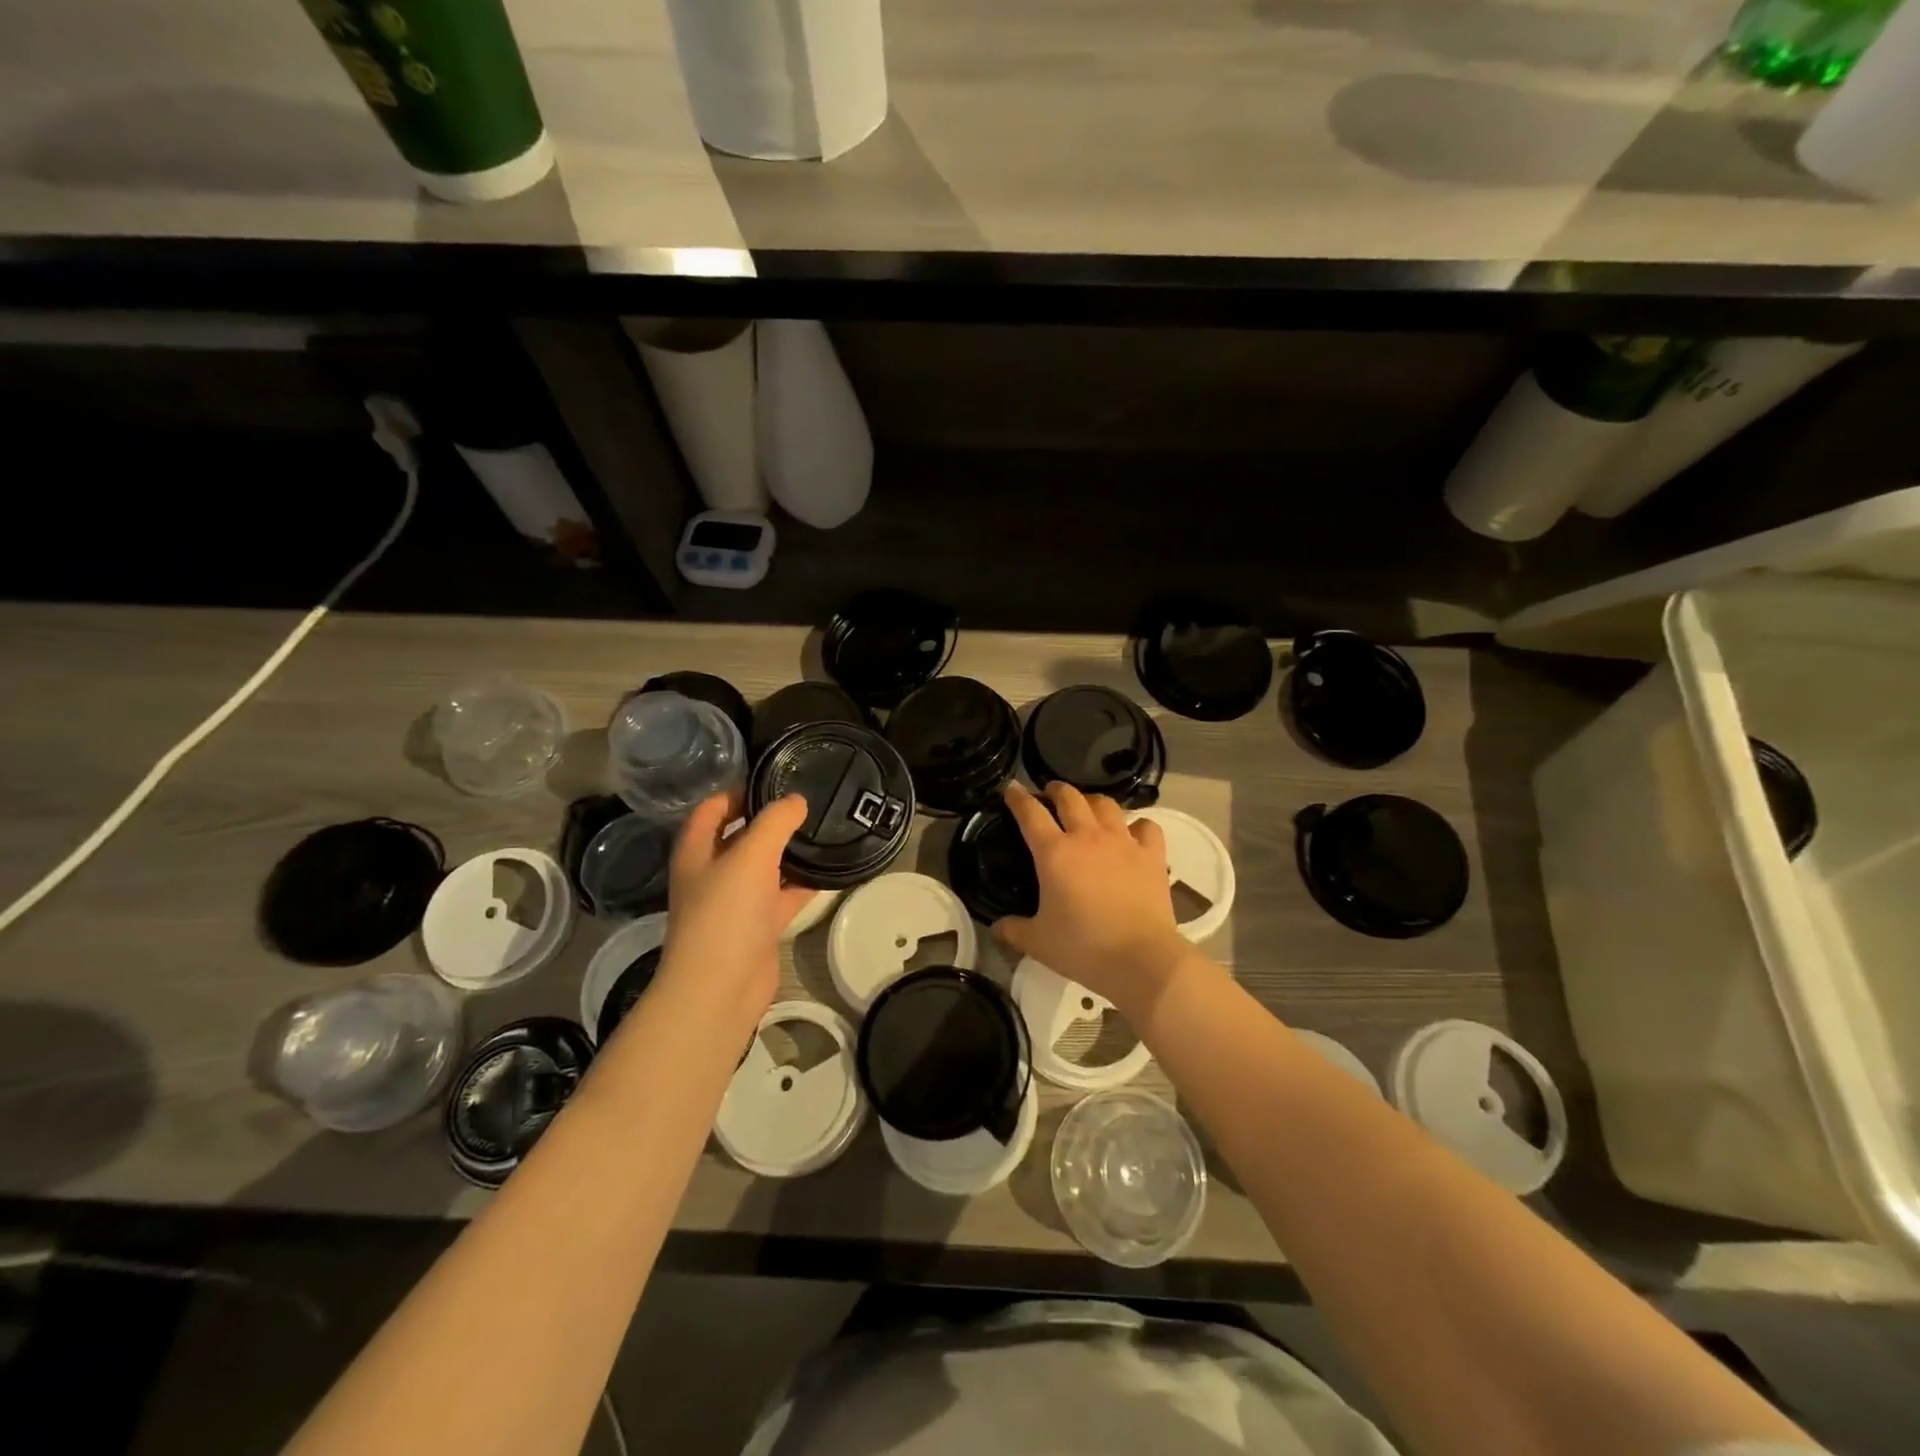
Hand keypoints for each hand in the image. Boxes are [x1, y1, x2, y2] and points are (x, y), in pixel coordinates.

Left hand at [658, 793, 814, 1018]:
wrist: (721, 987)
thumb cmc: (726, 913)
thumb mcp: (751, 855)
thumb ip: (775, 822)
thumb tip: (797, 800)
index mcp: (697, 851)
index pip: (712, 808)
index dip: (737, 791)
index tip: (774, 780)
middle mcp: (712, 873)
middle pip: (740, 836)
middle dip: (769, 820)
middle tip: (808, 802)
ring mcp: (735, 902)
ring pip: (764, 867)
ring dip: (788, 852)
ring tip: (823, 829)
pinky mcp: (757, 926)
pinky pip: (782, 896)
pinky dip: (802, 884)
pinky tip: (829, 871)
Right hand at [992, 782, 1189, 1008]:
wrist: (1141, 959)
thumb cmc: (1083, 947)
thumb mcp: (1038, 943)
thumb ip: (1013, 930)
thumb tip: (997, 927)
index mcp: (1054, 853)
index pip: (1030, 813)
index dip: (1018, 798)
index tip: (1011, 789)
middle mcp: (1087, 837)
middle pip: (1069, 797)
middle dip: (1056, 790)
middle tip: (1050, 794)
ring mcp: (1123, 842)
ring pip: (1106, 804)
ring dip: (1092, 802)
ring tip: (1088, 809)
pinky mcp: (1151, 854)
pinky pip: (1146, 826)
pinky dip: (1137, 826)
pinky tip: (1132, 834)